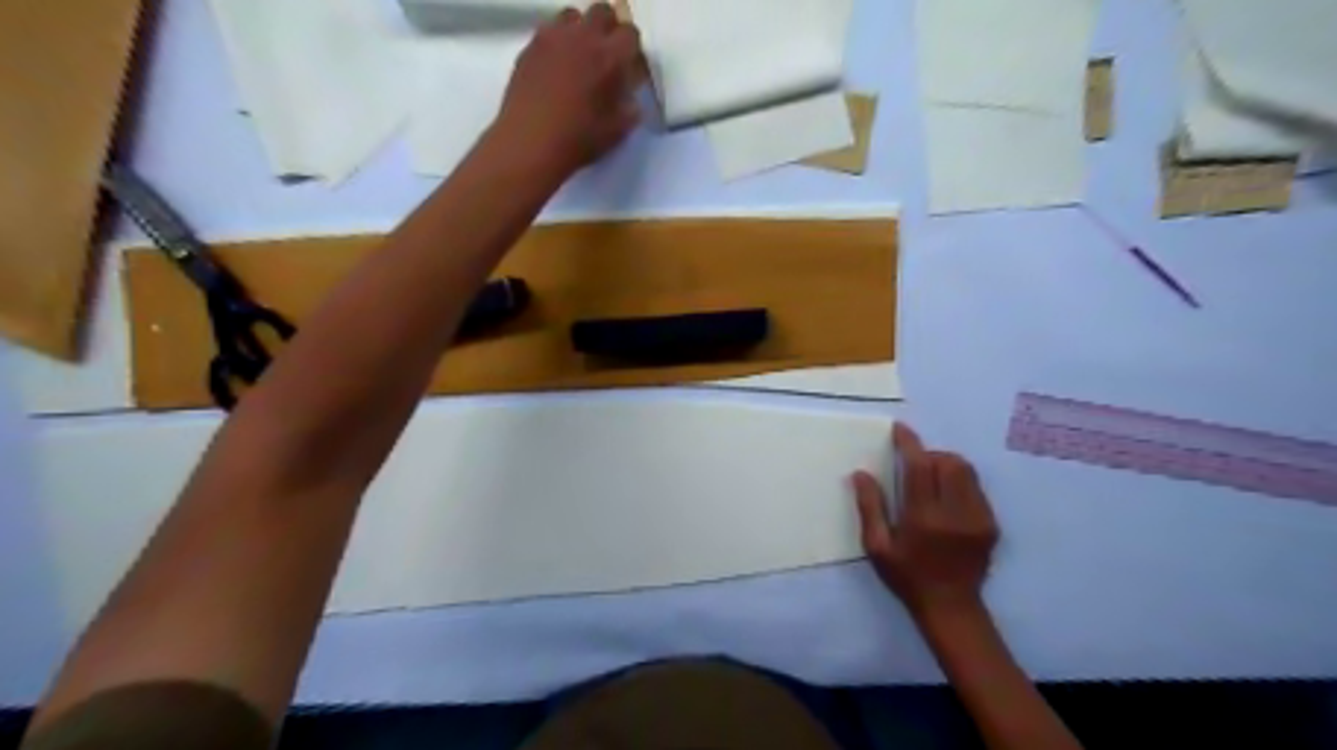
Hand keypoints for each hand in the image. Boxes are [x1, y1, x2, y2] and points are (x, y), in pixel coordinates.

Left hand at [502, 4, 646, 174]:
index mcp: (610, 57)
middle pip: (602, 12)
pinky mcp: (530, 47)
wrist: (530, 142)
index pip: (630, 33)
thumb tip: (629, 100)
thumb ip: (629, 110)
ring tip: (578, 58)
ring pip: (573, 15)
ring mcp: (553, 38)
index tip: (628, 67)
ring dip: (580, 30)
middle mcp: (583, 37)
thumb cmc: (579, 140)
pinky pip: (548, 31)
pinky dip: (557, 43)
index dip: (631, 49)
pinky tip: (555, 69)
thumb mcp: (617, 131)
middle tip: (605, 57)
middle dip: (608, 29)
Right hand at [851, 425, 997, 624]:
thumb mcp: (877, 546)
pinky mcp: (991, 524)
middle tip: (913, 466)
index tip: (899, 429)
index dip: (909, 443)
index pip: (919, 467)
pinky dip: (959, 483)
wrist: (951, 607)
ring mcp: (979, 518)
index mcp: (924, 518)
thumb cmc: (907, 576)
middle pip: (949, 462)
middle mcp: (956, 513)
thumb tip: (860, 473)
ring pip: (966, 471)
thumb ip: (870, 507)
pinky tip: (946, 500)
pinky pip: (976, 488)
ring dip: (946, 465)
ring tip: (930, 480)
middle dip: (929, 455)